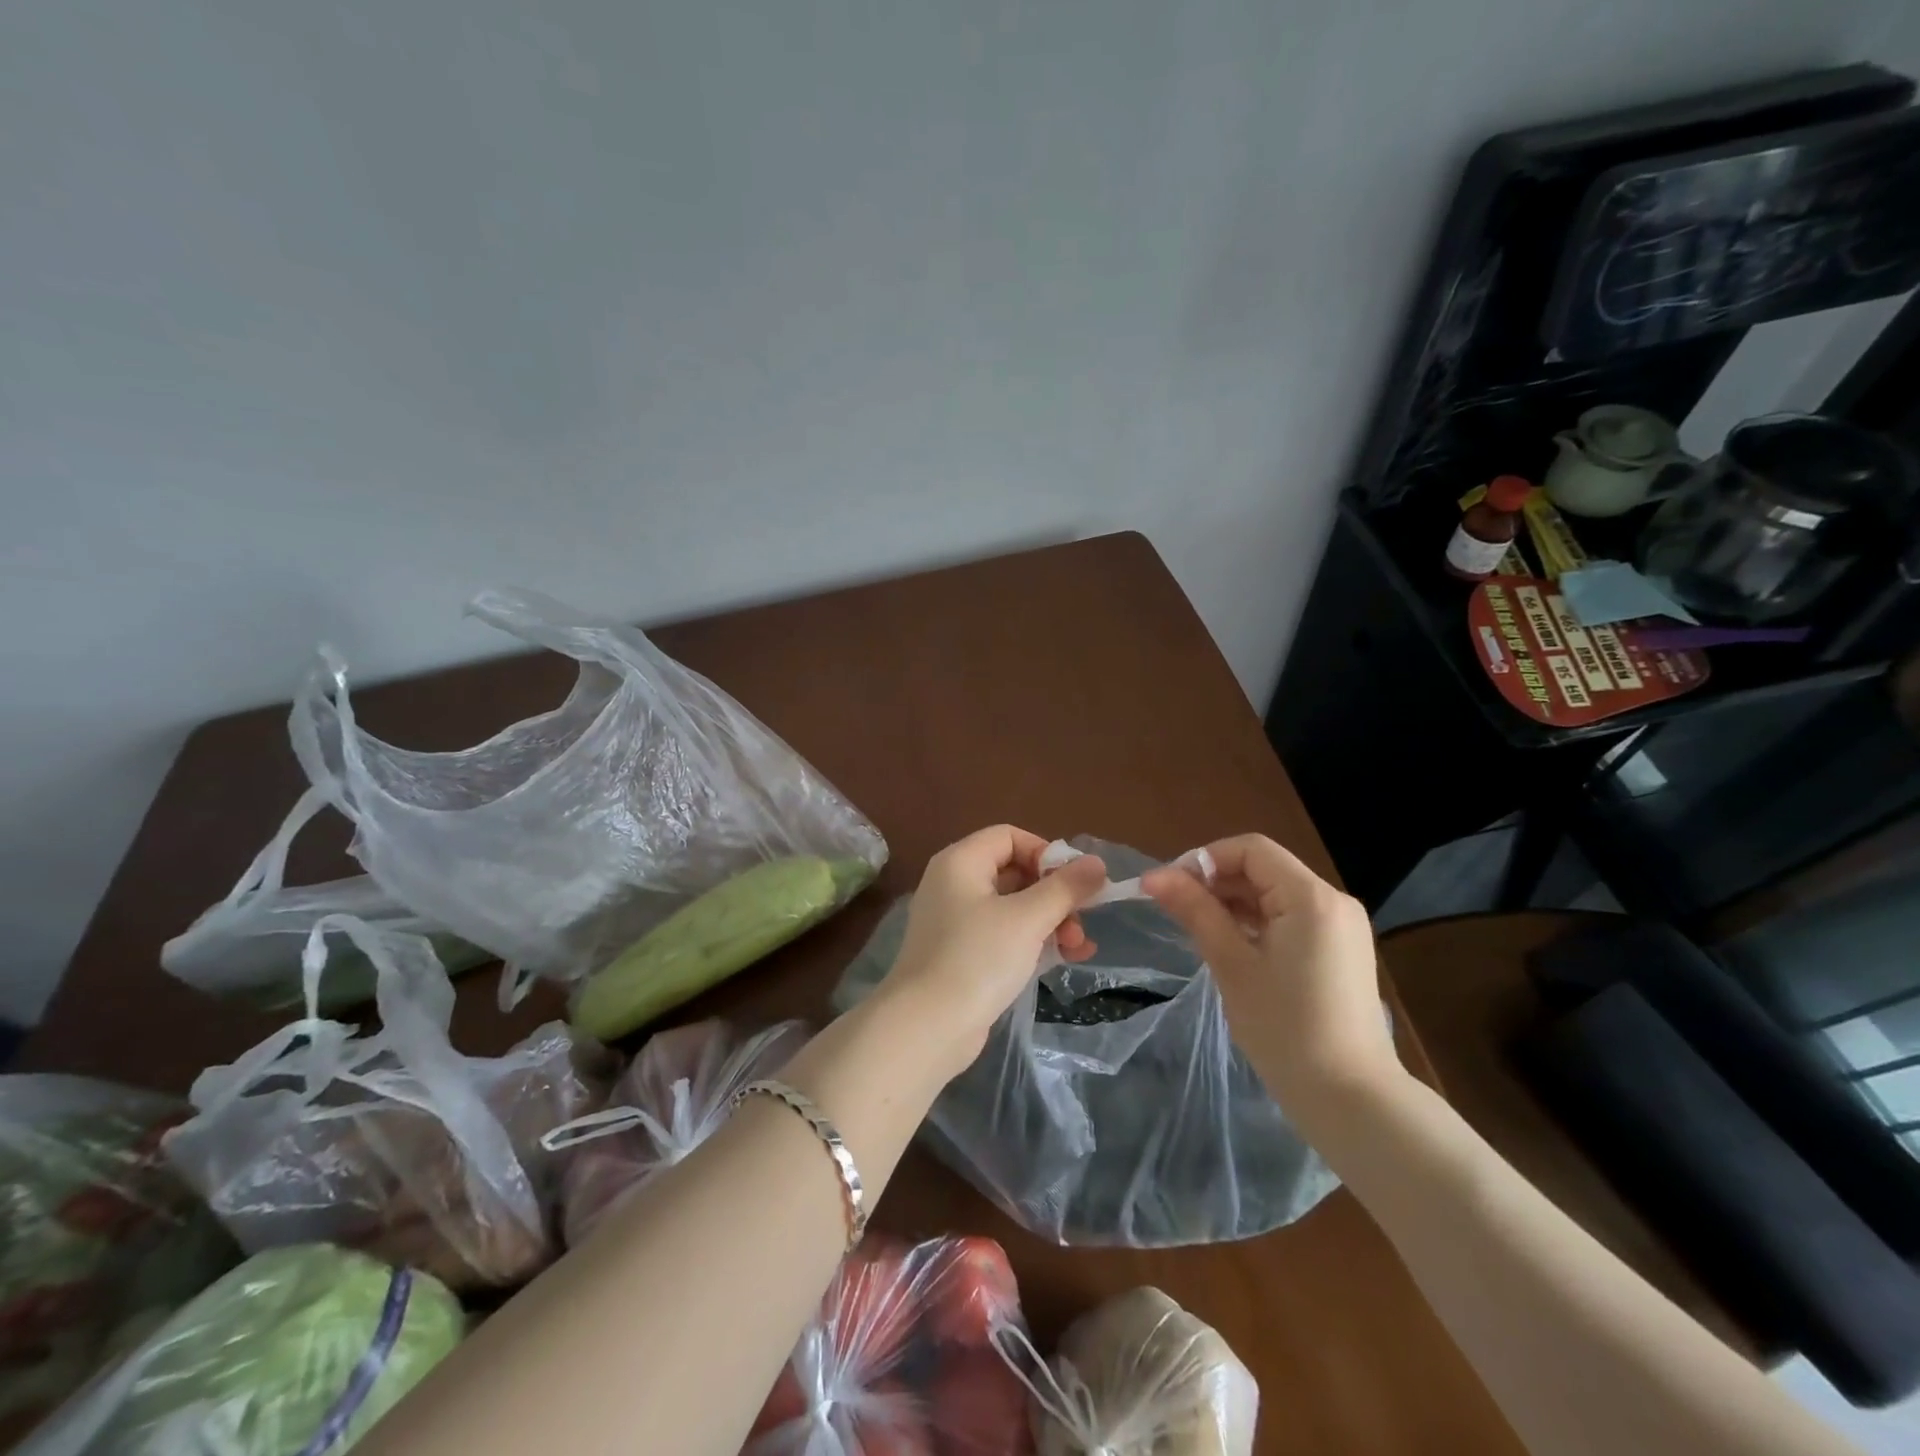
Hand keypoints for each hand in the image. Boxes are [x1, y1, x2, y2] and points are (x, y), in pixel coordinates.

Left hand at [877, 826, 1107, 1075]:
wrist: (926, 1028)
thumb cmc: (977, 959)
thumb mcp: (1027, 919)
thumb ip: (1064, 888)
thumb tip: (1097, 863)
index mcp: (961, 862)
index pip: (1009, 836)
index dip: (1045, 853)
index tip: (1074, 882)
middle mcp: (954, 884)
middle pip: (1014, 871)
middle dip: (1055, 894)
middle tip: (1082, 920)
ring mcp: (956, 921)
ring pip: (1013, 906)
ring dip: (1051, 920)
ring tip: (1079, 946)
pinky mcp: (962, 954)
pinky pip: (1004, 934)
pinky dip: (1033, 941)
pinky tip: (1065, 959)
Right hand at [1141, 834, 1398, 1115]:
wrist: (1351, 1100)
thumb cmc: (1285, 1030)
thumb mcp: (1232, 965)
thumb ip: (1195, 911)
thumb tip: (1154, 876)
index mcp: (1310, 898)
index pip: (1250, 850)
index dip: (1204, 859)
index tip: (1169, 887)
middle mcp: (1333, 901)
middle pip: (1264, 869)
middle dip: (1216, 882)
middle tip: (1175, 910)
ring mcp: (1341, 927)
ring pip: (1275, 894)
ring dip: (1233, 903)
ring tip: (1197, 930)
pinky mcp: (1340, 951)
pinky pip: (1290, 918)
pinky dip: (1256, 922)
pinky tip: (1230, 947)